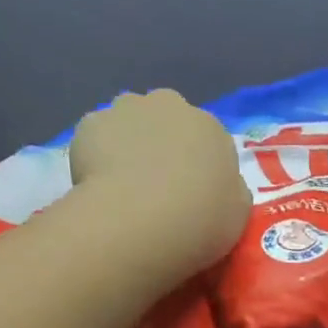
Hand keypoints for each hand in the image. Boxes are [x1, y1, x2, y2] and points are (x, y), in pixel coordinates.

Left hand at [70, 90, 251, 273]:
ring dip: (128, 142)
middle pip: (166, 119)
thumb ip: (230, 190)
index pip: (207, 139)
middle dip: (161, 142)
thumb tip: (221, 185)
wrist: (139, 222)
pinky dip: (96, 155)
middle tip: (156, 183)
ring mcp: (126, 110)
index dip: (198, 164)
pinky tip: (98, 185)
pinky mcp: (90, 124)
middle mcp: (170, 105)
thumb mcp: (237, 213)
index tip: (190, 191)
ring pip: (128, 122)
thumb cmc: (200, 220)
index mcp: (211, 126)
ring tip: (123, 183)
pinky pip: (95, 138)